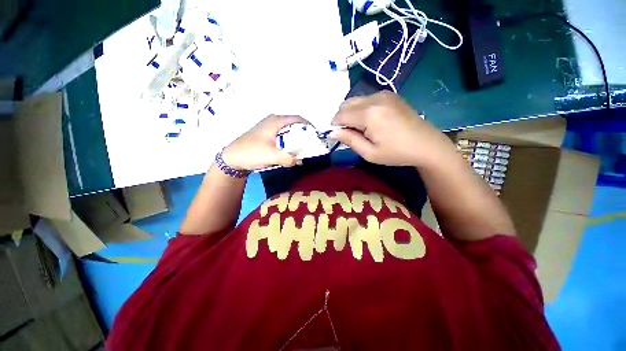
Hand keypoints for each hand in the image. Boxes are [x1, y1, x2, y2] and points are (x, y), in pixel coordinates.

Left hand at [222, 115, 308, 170]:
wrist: (232, 158)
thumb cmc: (251, 152)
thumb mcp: (272, 156)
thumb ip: (289, 158)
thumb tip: (299, 160)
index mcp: (275, 121)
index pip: (298, 119)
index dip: (309, 126)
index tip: (315, 136)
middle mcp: (273, 121)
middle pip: (294, 125)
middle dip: (303, 135)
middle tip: (310, 145)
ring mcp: (269, 127)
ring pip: (288, 131)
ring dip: (295, 140)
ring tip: (301, 150)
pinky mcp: (266, 135)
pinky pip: (282, 136)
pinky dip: (288, 143)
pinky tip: (290, 152)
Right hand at [331, 91, 455, 167]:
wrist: (426, 144)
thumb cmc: (396, 153)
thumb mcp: (369, 153)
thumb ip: (349, 140)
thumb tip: (332, 132)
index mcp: (369, 114)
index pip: (340, 115)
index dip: (335, 126)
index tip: (340, 137)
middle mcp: (374, 98)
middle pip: (346, 104)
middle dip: (342, 118)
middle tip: (351, 134)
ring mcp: (383, 94)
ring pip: (355, 100)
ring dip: (351, 113)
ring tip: (362, 128)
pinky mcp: (389, 94)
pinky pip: (366, 99)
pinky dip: (361, 109)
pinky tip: (371, 121)